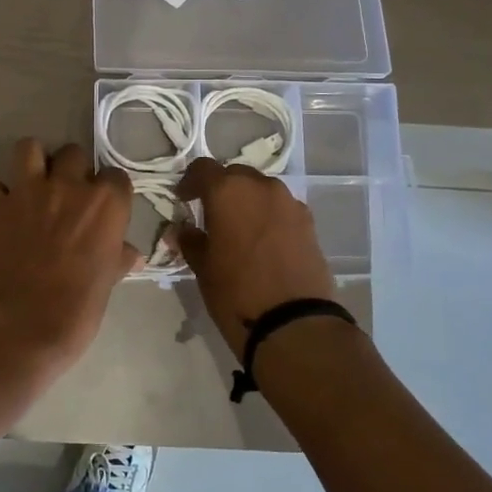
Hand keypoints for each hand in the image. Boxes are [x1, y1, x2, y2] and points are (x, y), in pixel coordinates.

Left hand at [0, 139, 139, 363]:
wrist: (21, 325)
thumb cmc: (77, 310)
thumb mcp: (107, 284)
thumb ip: (117, 259)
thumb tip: (132, 255)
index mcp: (106, 204)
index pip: (116, 176)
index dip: (109, 191)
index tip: (103, 208)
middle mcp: (69, 186)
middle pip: (74, 153)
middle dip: (71, 170)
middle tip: (66, 197)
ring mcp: (27, 191)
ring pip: (29, 148)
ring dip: (32, 162)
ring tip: (33, 185)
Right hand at [176, 159, 336, 361]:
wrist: (294, 323)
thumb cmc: (236, 293)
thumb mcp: (203, 268)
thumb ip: (190, 241)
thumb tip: (182, 230)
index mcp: (228, 191)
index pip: (203, 168)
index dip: (190, 181)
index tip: (183, 199)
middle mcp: (261, 186)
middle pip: (235, 175)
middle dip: (221, 189)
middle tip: (211, 214)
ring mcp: (289, 202)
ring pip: (261, 190)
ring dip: (248, 201)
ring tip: (239, 229)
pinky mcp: (309, 222)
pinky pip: (282, 208)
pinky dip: (269, 216)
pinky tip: (264, 242)